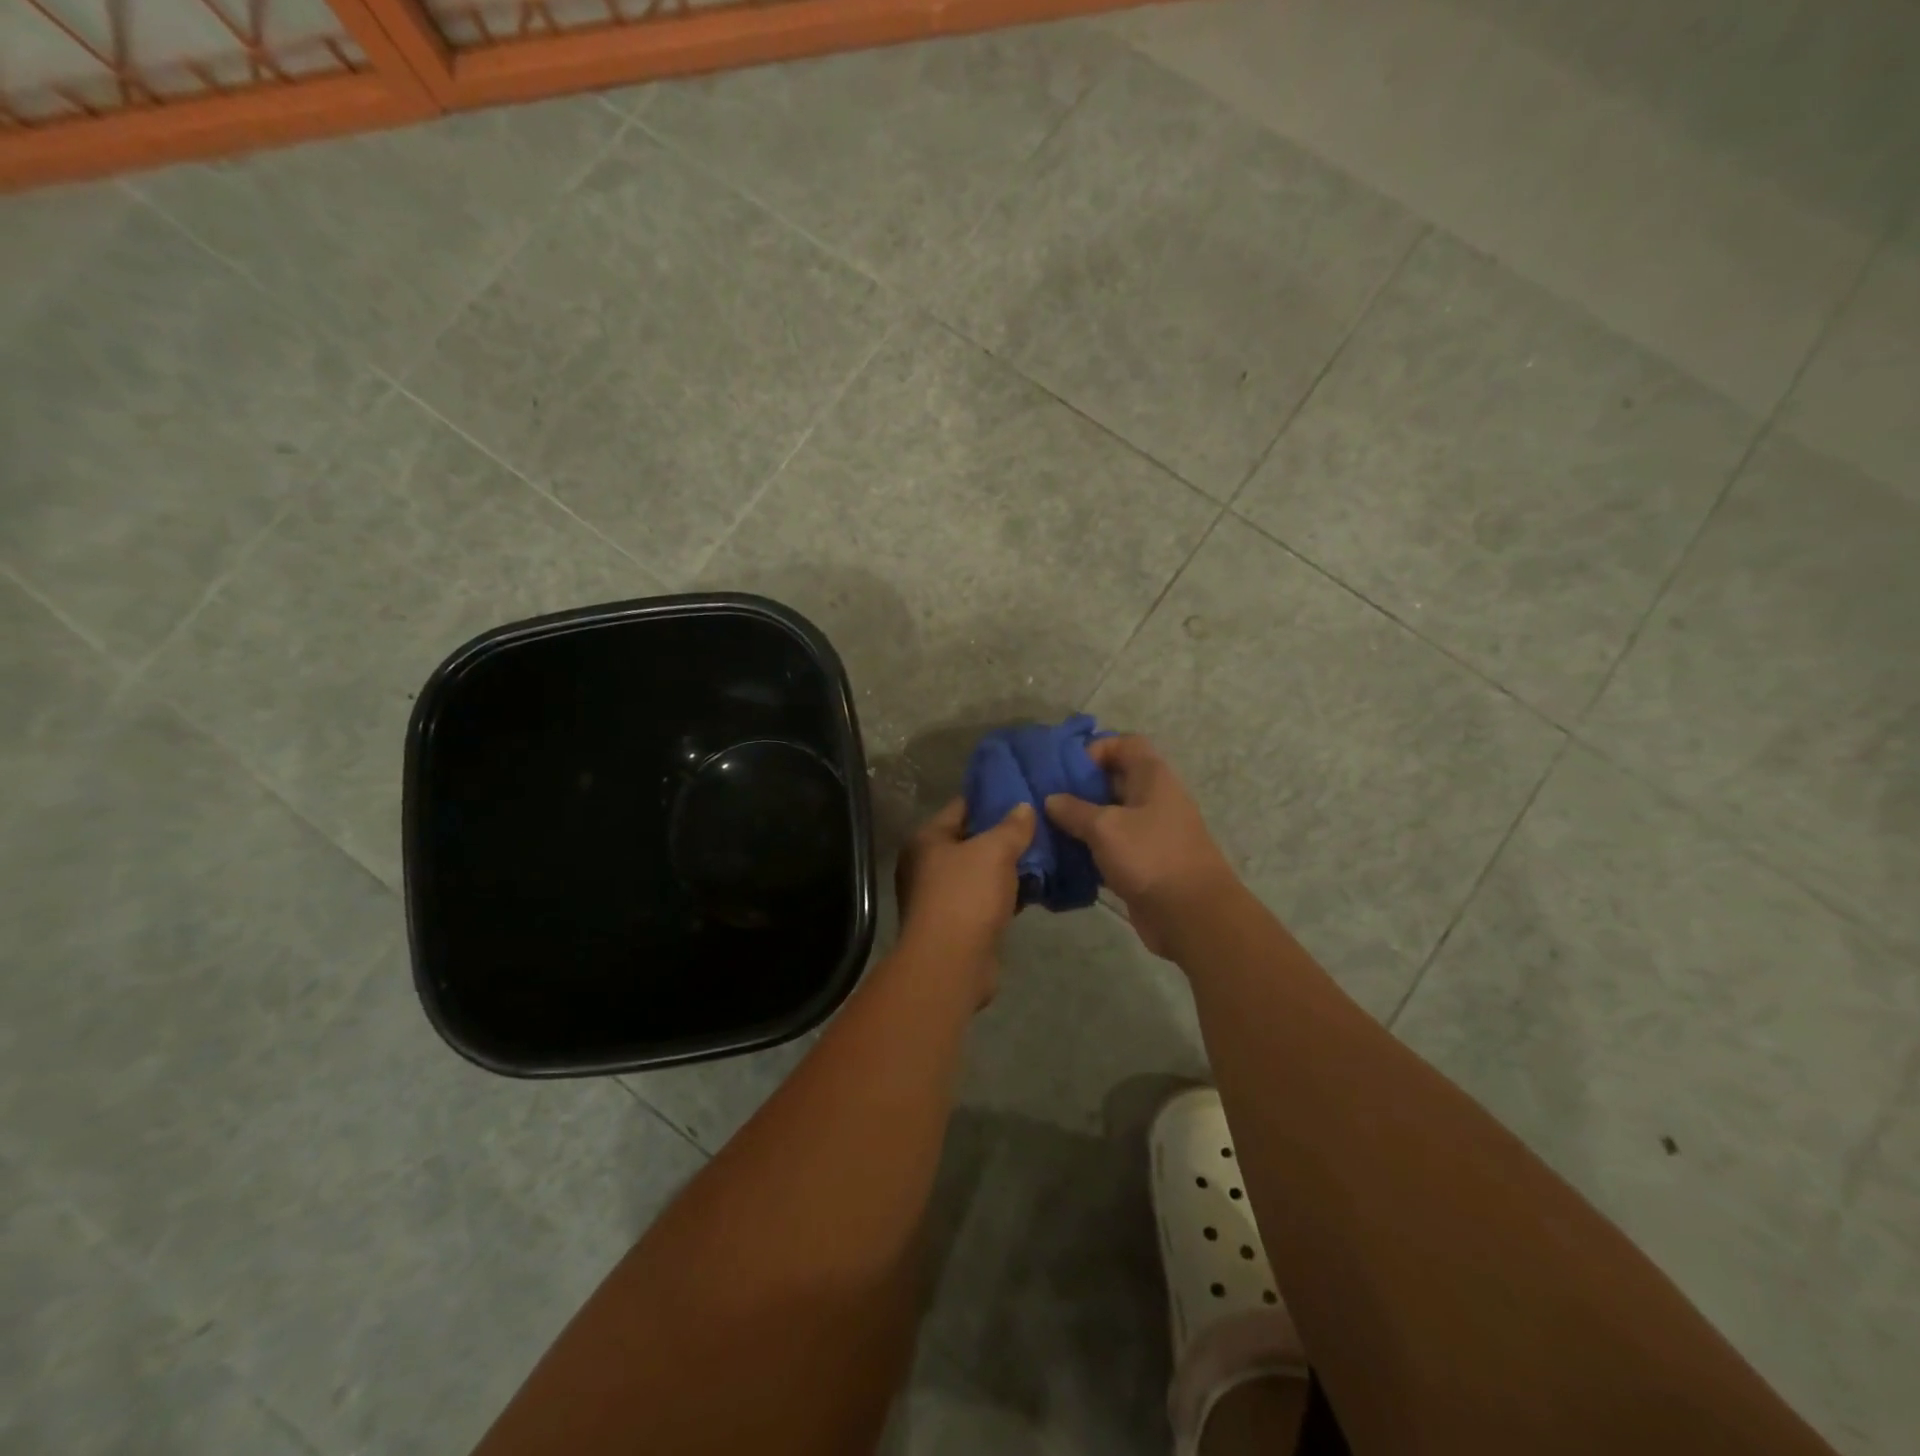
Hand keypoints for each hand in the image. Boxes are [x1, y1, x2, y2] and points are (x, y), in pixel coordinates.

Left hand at [894, 798, 1035, 1003]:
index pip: (961, 806)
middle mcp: (927, 865)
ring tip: (1044, 854)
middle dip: (1004, 835)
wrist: (951, 965)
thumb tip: (1024, 807)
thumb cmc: (966, 896)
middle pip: (971, 840)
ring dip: (1008, 867)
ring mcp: (940, 897)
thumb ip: (1012, 827)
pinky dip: (1006, 894)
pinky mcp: (957, 925)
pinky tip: (1035, 889)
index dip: (991, 798)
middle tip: (1040, 824)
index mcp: (927, 840)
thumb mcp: (994, 852)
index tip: (1022, 793)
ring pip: (980, 872)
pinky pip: (985, 899)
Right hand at [1044, 736, 1238, 958]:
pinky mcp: (1144, 862)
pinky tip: (1062, 857)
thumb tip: (1052, 799)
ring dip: (1081, 821)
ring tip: (1046, 827)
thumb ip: (1074, 810)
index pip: (1125, 744)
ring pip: (1110, 815)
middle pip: (1114, 779)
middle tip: (1045, 798)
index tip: (1065, 768)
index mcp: (1153, 777)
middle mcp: (1154, 798)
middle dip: (1079, 787)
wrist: (1191, 915)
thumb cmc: (1150, 857)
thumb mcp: (1105, 827)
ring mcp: (1150, 832)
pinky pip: (1112, 846)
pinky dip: (1090, 848)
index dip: (1096, 749)